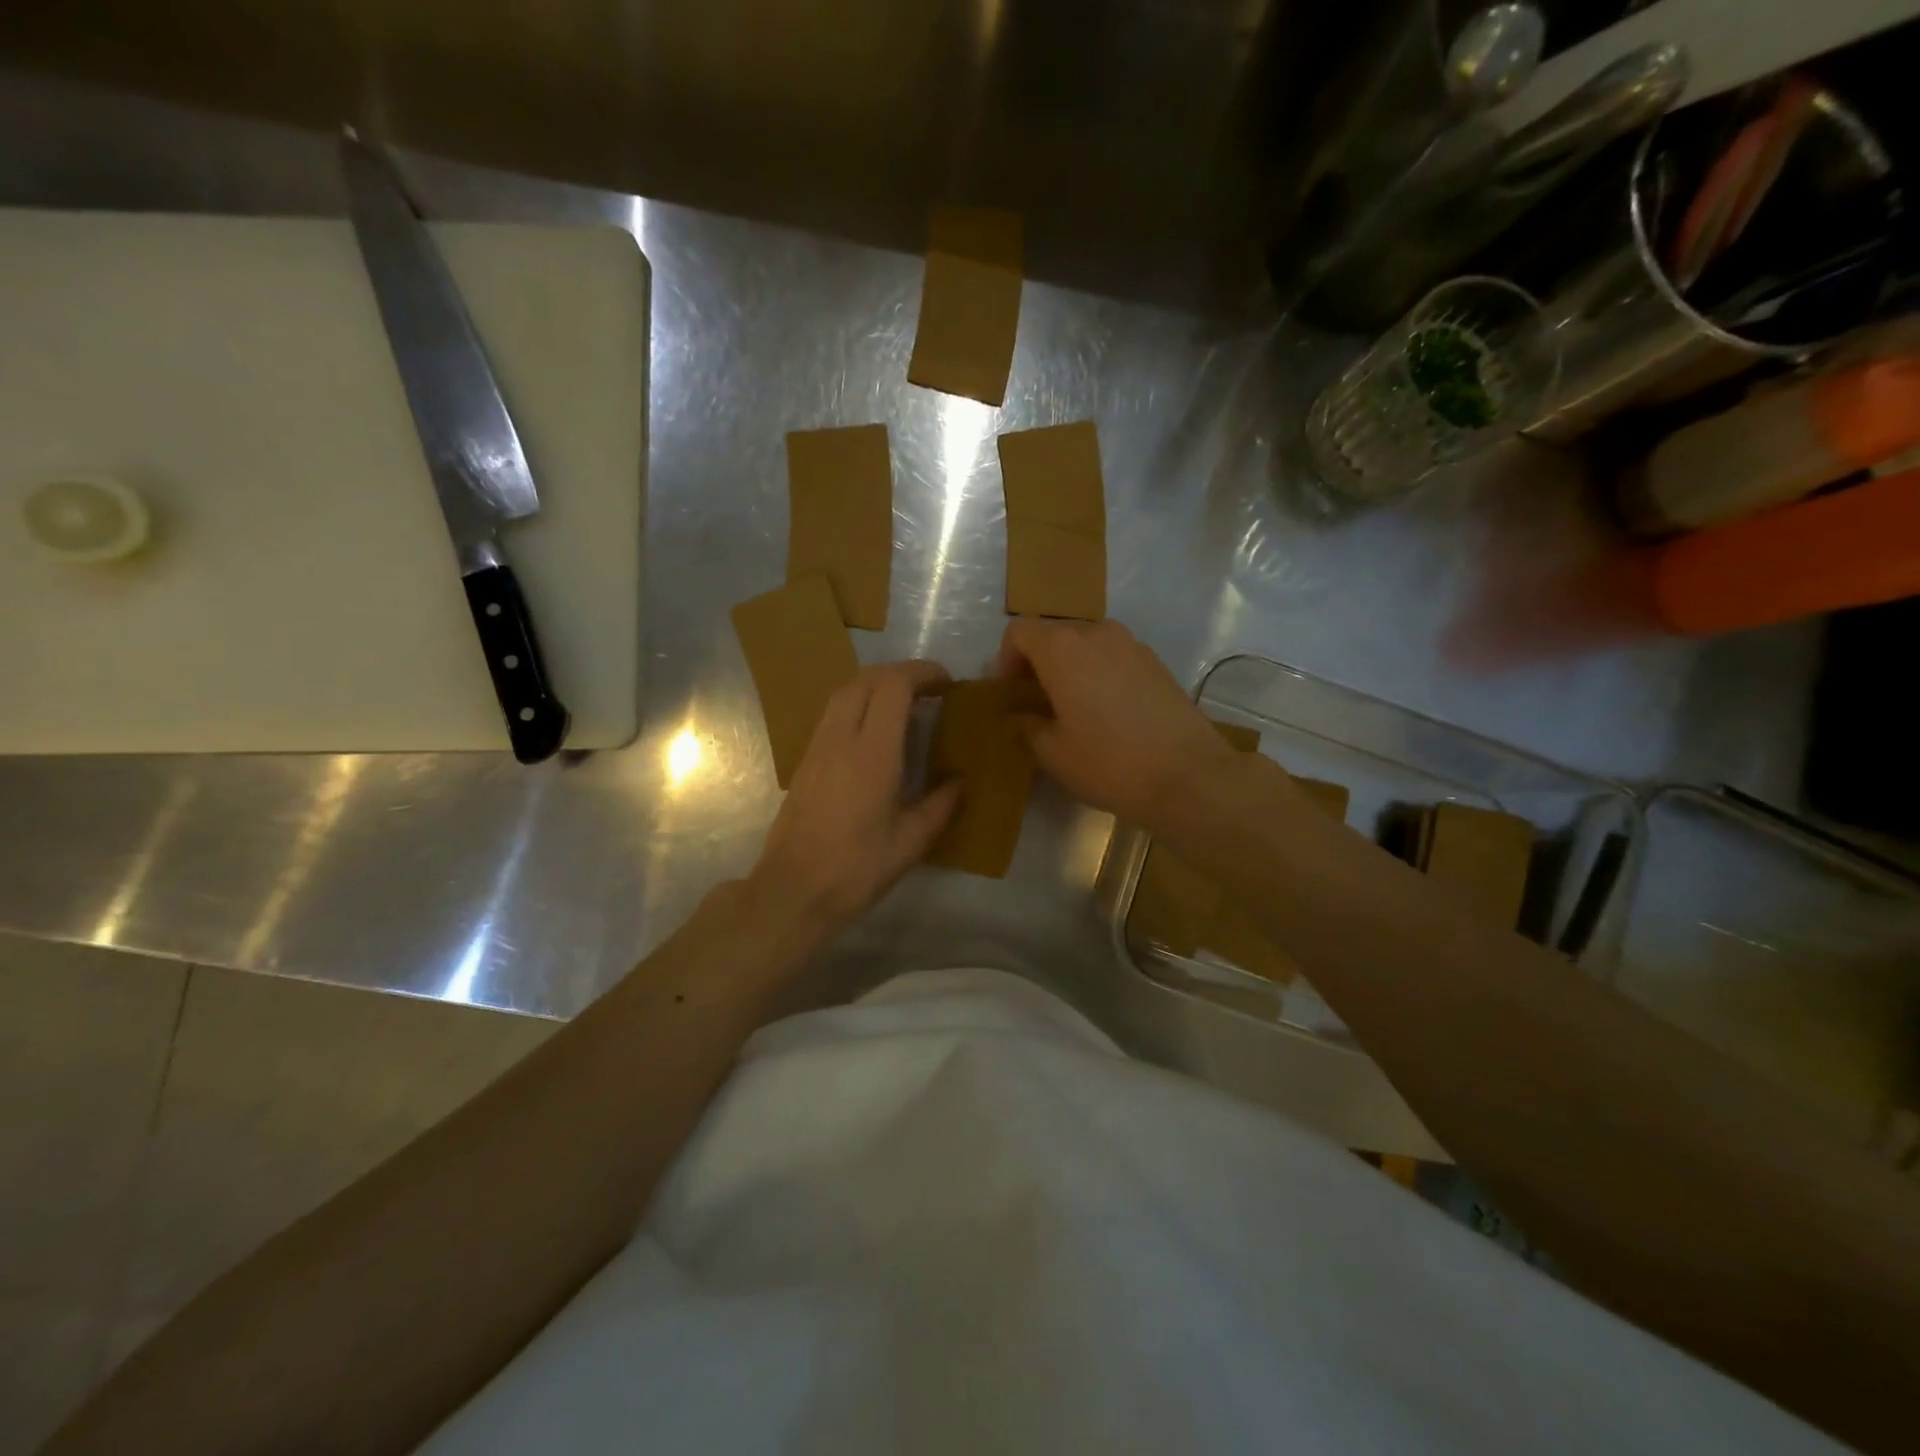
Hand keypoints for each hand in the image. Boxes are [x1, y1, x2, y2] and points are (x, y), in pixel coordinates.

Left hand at [746, 660, 962, 937]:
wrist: (793, 891)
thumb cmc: (856, 869)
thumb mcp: (911, 843)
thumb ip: (940, 806)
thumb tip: (961, 783)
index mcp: (873, 753)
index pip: (894, 686)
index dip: (922, 673)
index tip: (947, 684)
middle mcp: (841, 739)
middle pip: (866, 679)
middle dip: (900, 673)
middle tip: (929, 690)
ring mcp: (817, 748)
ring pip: (844, 693)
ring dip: (875, 686)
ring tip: (904, 705)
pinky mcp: (805, 762)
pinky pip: (832, 714)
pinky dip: (858, 705)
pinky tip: (874, 733)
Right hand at [995, 618, 1241, 828]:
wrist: (1188, 775)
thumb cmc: (1108, 763)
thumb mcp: (1054, 752)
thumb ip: (1028, 726)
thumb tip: (1018, 716)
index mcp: (1063, 649)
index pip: (1020, 631)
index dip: (1006, 658)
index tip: (1010, 691)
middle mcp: (1097, 634)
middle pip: (1055, 633)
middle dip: (1038, 661)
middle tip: (1036, 700)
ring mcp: (1132, 645)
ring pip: (1088, 643)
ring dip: (1071, 666)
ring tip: (1072, 705)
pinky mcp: (1157, 663)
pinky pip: (1115, 656)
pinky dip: (1100, 672)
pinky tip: (1107, 711)